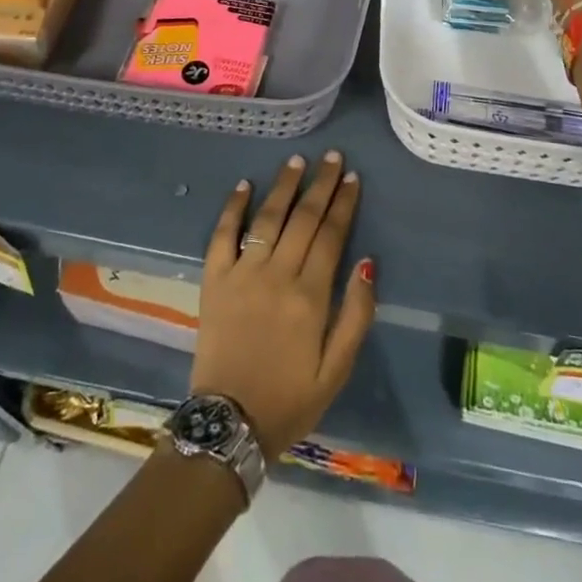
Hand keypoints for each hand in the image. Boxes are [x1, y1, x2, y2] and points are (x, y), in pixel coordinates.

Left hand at [193, 151, 376, 458]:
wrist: (229, 424)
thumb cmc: (290, 400)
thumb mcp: (337, 369)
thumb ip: (356, 314)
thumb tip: (367, 262)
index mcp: (310, 296)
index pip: (331, 235)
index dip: (343, 203)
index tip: (352, 177)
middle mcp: (277, 275)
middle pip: (303, 219)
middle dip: (320, 184)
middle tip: (331, 156)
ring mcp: (241, 274)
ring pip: (266, 219)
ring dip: (283, 187)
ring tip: (296, 161)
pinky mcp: (213, 281)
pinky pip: (222, 236)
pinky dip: (232, 209)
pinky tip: (244, 186)